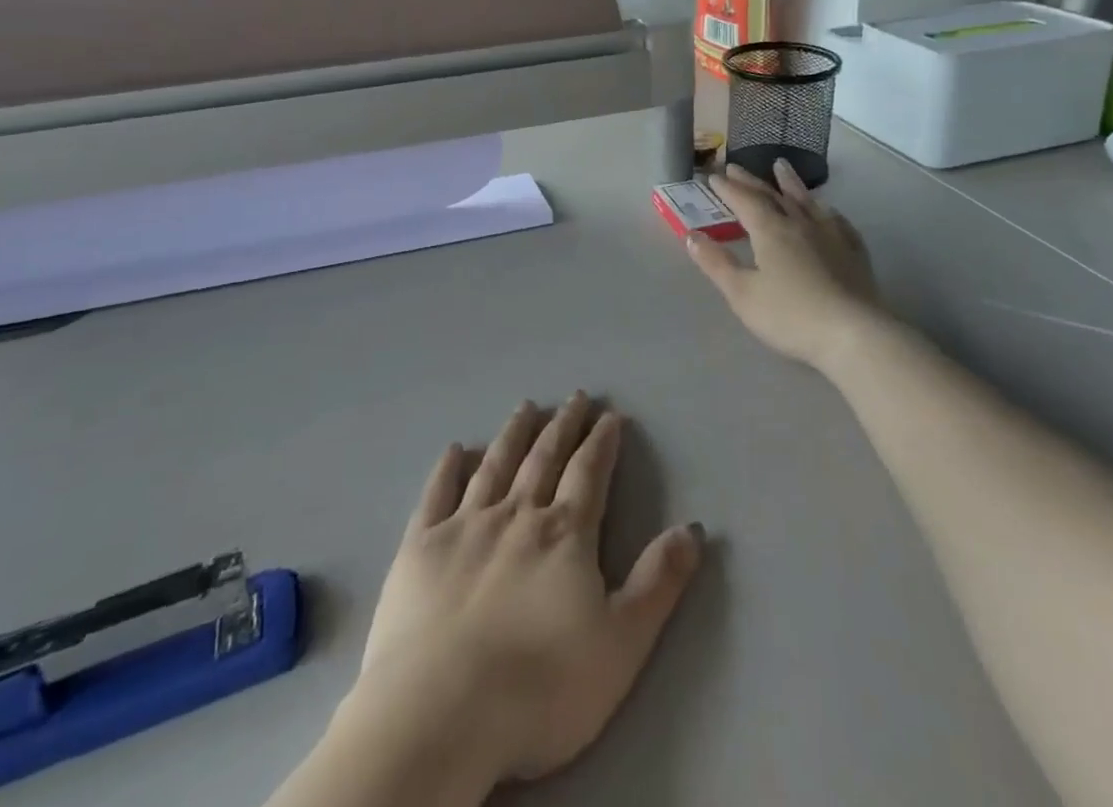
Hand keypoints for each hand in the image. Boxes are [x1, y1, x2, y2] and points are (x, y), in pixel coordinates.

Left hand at [349, 395, 702, 787]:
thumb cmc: (540, 688)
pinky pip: (437, 494)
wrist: (440, 714)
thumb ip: (658, 582)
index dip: (602, 442)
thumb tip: (693, 529)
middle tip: (575, 397)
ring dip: (514, 433)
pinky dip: (447, 469)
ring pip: (495, 465)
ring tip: (526, 407)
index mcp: (564, 534)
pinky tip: (455, 449)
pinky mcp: (420, 546)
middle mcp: (516, 514)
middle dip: (564, 425)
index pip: (589, 473)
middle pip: (544, 458)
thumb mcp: (621, 644)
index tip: (610, 415)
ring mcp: (465, 525)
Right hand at [688, 160, 883, 369]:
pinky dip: (825, 210)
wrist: (854, 333)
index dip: (728, 188)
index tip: (714, 176)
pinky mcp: (854, 252)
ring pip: (807, 201)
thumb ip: (716, 263)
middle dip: (751, 181)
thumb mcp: (742, 294)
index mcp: (771, 231)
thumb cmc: (790, 315)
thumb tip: (691, 235)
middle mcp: (800, 224)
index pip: (744, 201)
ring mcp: (831, 235)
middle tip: (736, 166)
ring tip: (781, 166)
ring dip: (791, 183)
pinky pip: (837, 221)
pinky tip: (828, 211)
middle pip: (772, 195)